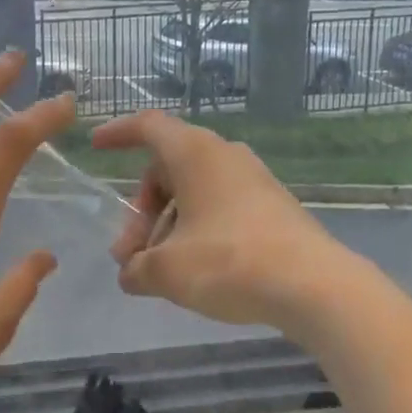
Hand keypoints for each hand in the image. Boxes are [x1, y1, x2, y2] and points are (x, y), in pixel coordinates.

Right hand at [91, 110, 366, 343]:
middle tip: (129, 254)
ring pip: (194, 190)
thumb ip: (137, 268)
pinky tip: (194, 268)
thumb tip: (130, 273)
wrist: (315, 286)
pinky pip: (220, 205)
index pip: (148, 126)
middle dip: (141, 209)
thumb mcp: (168, 270)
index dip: (118, 133)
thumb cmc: (229, 262)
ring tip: (158, 270)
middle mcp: (224, 155)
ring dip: (167, 224)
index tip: (96, 146)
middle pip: (167, 168)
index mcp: (195, 153)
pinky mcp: (272, 205)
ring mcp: (252, 179)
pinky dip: (197, 228)